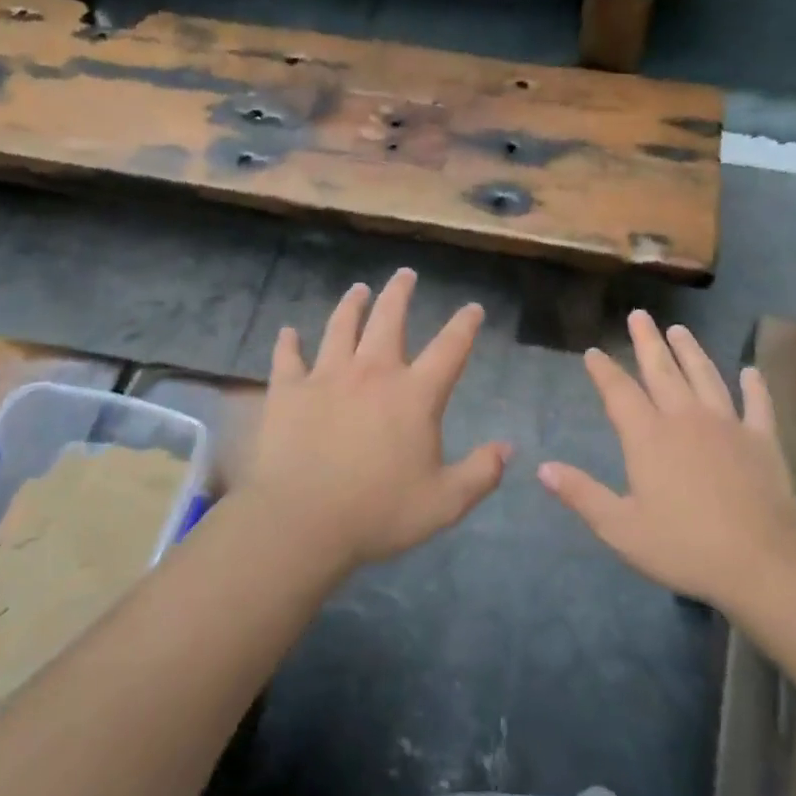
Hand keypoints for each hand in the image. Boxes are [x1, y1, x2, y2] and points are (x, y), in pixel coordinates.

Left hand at [243, 268, 508, 571]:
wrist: (302, 522)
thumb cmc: (378, 513)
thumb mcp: (444, 503)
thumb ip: (481, 473)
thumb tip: (508, 448)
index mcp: (415, 394)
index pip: (449, 348)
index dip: (465, 324)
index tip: (472, 307)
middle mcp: (373, 372)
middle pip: (390, 319)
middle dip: (400, 293)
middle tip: (405, 274)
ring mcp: (327, 376)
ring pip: (341, 327)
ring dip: (351, 305)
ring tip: (358, 289)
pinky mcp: (288, 390)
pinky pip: (287, 357)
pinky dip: (288, 343)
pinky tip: (288, 332)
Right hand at [539, 311, 795, 606]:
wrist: (761, 562)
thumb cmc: (684, 547)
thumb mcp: (621, 528)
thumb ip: (582, 494)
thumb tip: (542, 468)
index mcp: (648, 437)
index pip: (619, 393)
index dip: (604, 370)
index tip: (593, 352)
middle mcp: (685, 419)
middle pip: (662, 371)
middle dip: (647, 342)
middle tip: (639, 315)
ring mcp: (727, 425)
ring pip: (705, 376)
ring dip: (691, 351)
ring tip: (680, 329)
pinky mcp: (761, 439)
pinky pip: (757, 404)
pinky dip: (754, 385)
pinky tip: (750, 371)